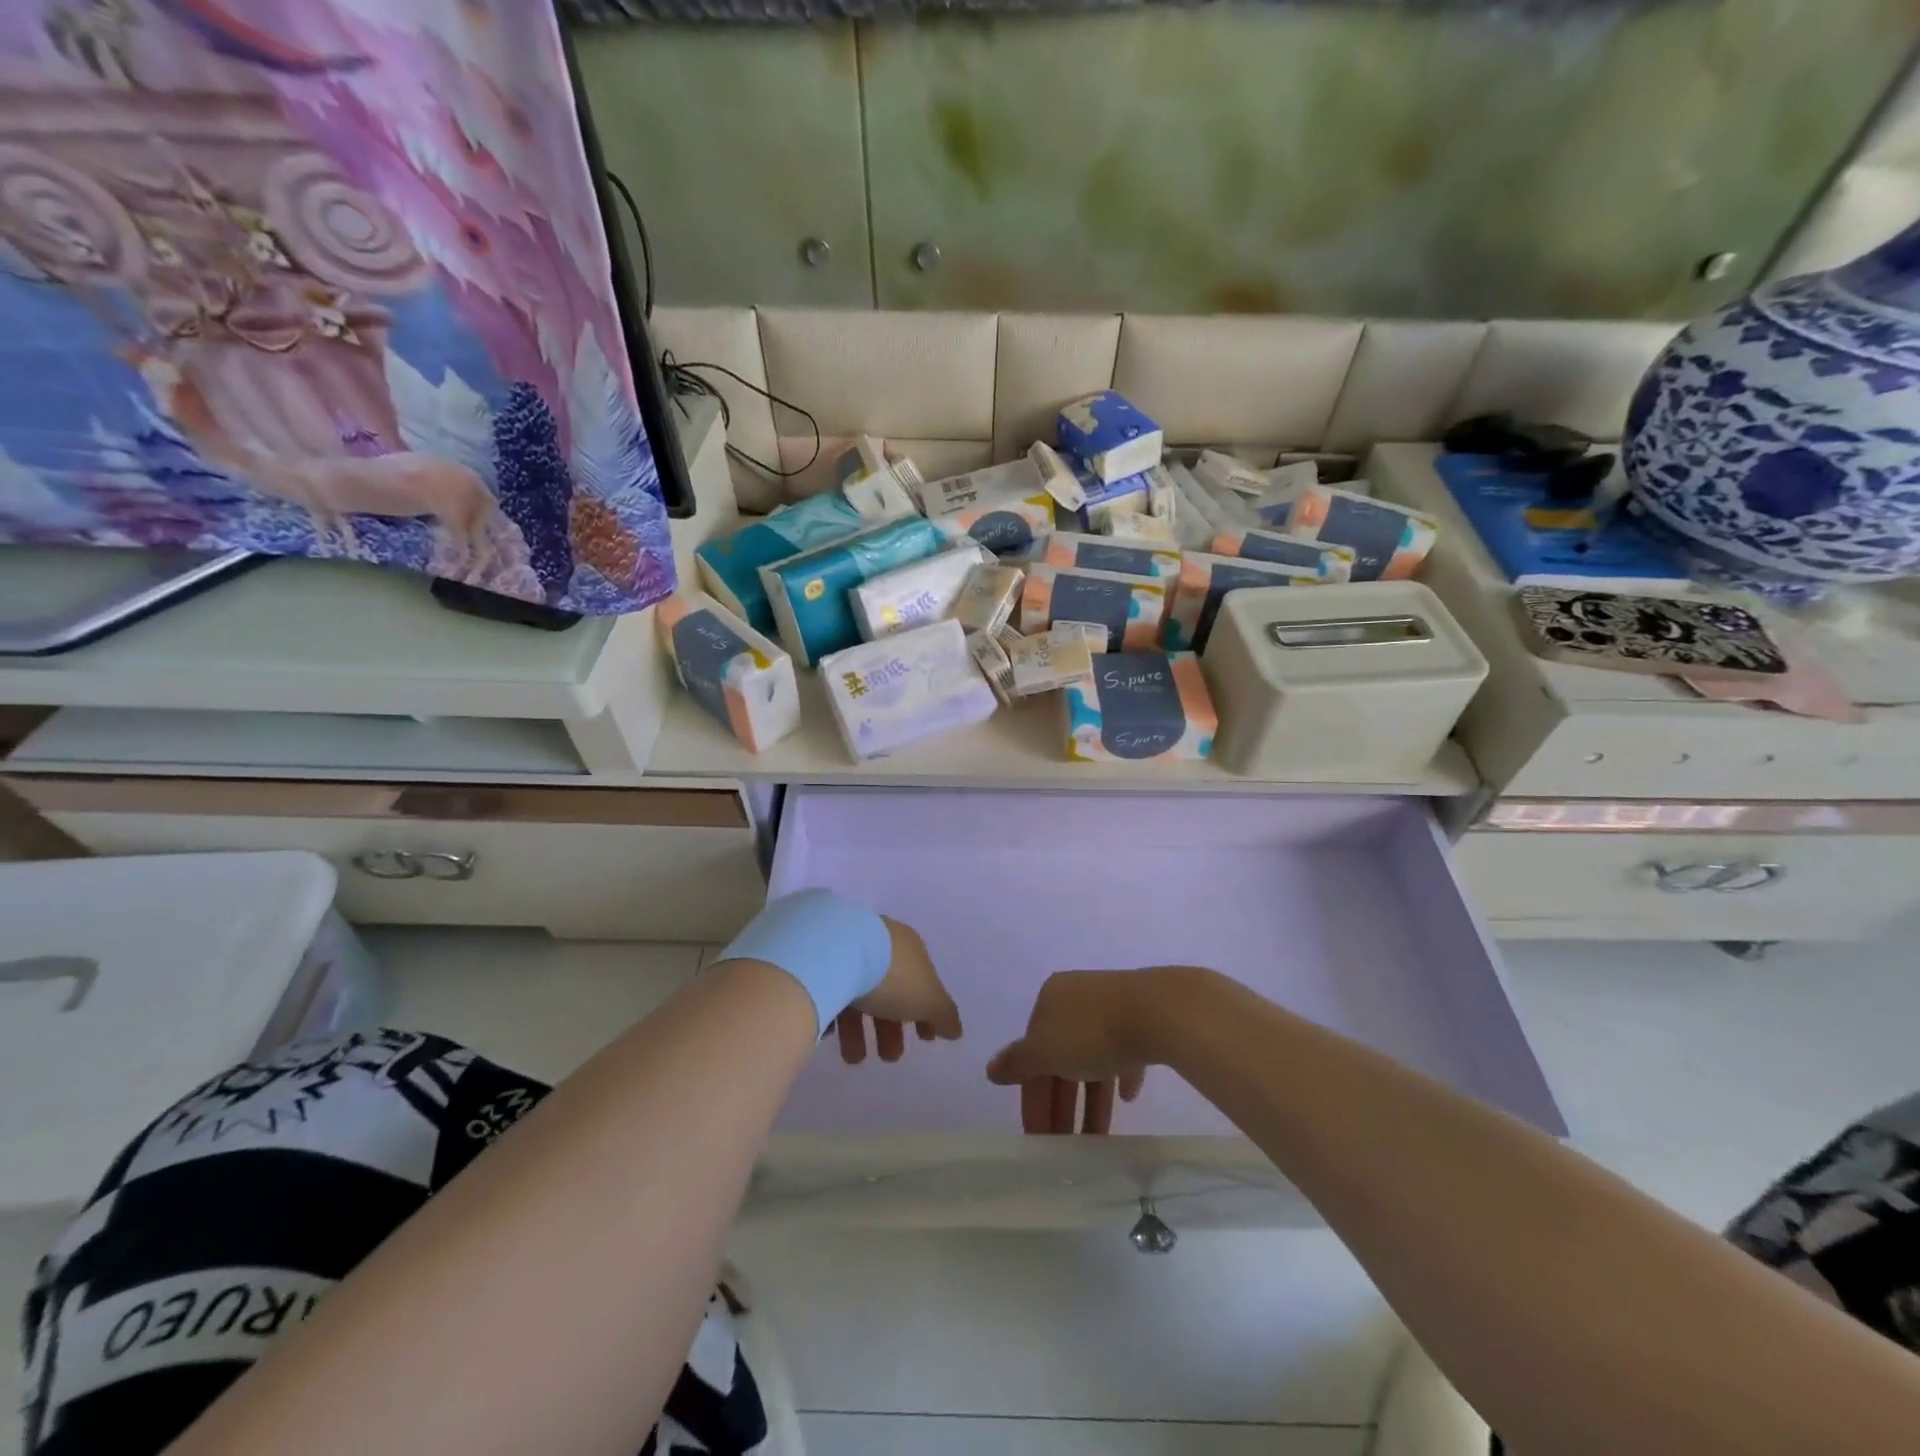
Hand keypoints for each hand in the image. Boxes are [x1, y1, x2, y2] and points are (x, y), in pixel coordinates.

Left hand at [835, 917, 962, 1065]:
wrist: (833, 952)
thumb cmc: (890, 975)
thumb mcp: (928, 999)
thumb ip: (944, 1015)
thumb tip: (956, 1030)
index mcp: (908, 947)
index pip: (922, 981)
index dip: (927, 1011)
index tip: (926, 1040)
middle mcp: (879, 942)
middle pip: (889, 990)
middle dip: (891, 1028)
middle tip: (889, 1058)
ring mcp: (846, 948)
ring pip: (857, 994)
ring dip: (859, 1032)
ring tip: (853, 1059)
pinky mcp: (819, 959)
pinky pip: (830, 990)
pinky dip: (833, 1014)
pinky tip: (830, 1036)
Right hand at [987, 969, 1178, 1134]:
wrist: (1158, 1011)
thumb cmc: (1092, 1032)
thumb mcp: (1045, 1051)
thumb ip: (1018, 1063)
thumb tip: (991, 1070)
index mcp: (1050, 1000)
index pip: (1032, 1053)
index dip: (1032, 1097)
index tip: (1038, 1138)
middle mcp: (1078, 998)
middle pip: (1061, 1057)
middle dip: (1062, 1103)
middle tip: (1064, 1145)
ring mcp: (1112, 1006)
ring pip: (1093, 1058)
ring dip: (1091, 1099)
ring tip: (1098, 1138)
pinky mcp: (1143, 1019)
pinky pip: (1125, 1052)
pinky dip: (1120, 1076)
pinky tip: (1127, 1097)